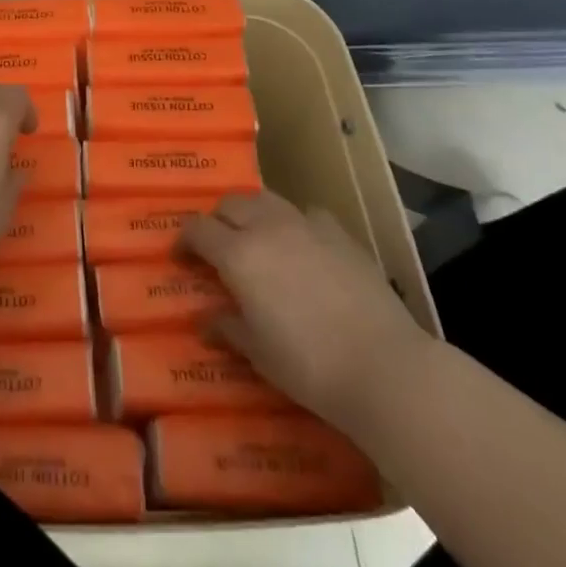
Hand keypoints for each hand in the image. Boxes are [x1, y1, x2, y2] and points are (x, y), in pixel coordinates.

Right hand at [180, 191, 430, 429]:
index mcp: (238, 254)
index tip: (181, 258)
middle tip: (217, 248)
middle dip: (217, 220)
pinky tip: (302, 246)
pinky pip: (306, 214)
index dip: (184, 240)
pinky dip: (294, 223)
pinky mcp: (340, 233)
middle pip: (230, 203)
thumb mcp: (258, 353)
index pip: (197, 229)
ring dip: (252, 213)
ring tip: (257, 240)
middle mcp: (267, 227)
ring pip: (266, 199)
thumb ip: (227, 328)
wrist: (384, 366)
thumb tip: (204, 320)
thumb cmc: (309, 365)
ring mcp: (306, 225)